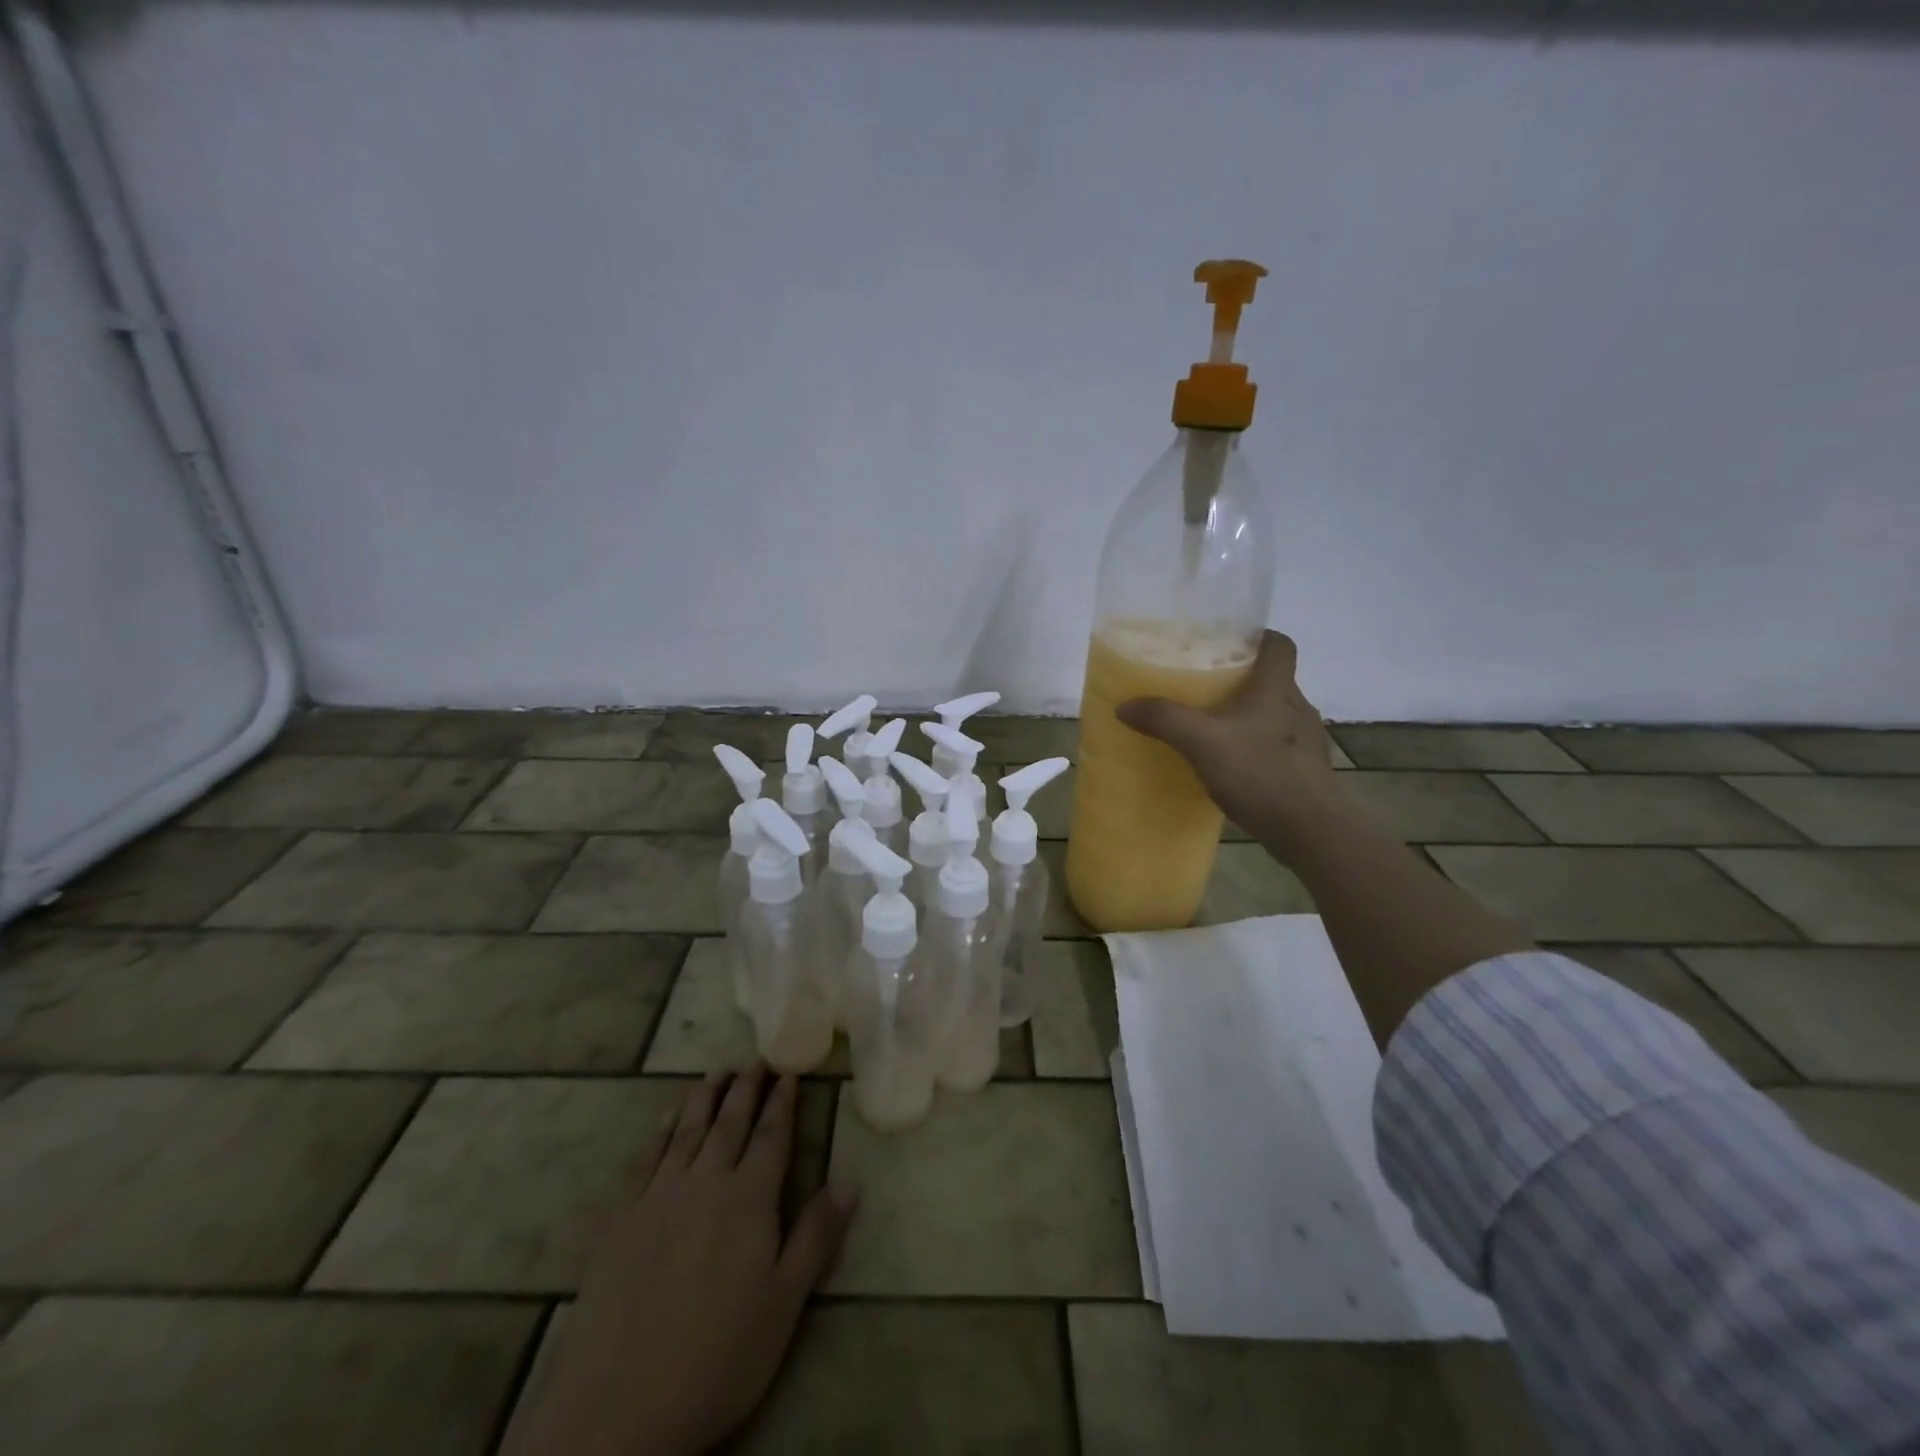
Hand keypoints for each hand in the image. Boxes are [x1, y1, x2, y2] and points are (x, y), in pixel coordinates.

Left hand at [504, 1066, 856, 1455]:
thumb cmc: (718, 1356)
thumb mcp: (785, 1304)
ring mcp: (658, 1197)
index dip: (782, 1103)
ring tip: (717, 1071)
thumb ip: (817, 1236)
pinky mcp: (621, 1220)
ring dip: (705, 1098)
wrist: (617, 1407)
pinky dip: (661, 1132)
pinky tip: (667, 1117)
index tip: (789, 1072)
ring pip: (688, 1131)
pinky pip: (646, 1160)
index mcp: (749, 1199)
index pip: (772, 1136)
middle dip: (746, 1089)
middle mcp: (706, 1182)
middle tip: (757, 1059)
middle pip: (730, 1123)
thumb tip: (850, 1181)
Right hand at [1116, 630, 1343, 854]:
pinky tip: (1233, 765)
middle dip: (1241, 679)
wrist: (1311, 830)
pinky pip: (1277, 745)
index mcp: (1276, 688)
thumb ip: (1164, 719)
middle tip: (1204, 686)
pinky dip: (1256, 747)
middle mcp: (1297, 707)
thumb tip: (1124, 704)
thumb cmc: (1261, 773)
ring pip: (1275, 713)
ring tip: (1213, 727)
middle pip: (1272, 679)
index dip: (1258, 636)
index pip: (1279, 644)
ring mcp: (1305, 741)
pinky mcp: (1306, 770)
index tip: (1229, 641)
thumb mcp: (1202, 742)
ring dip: (1248, 715)